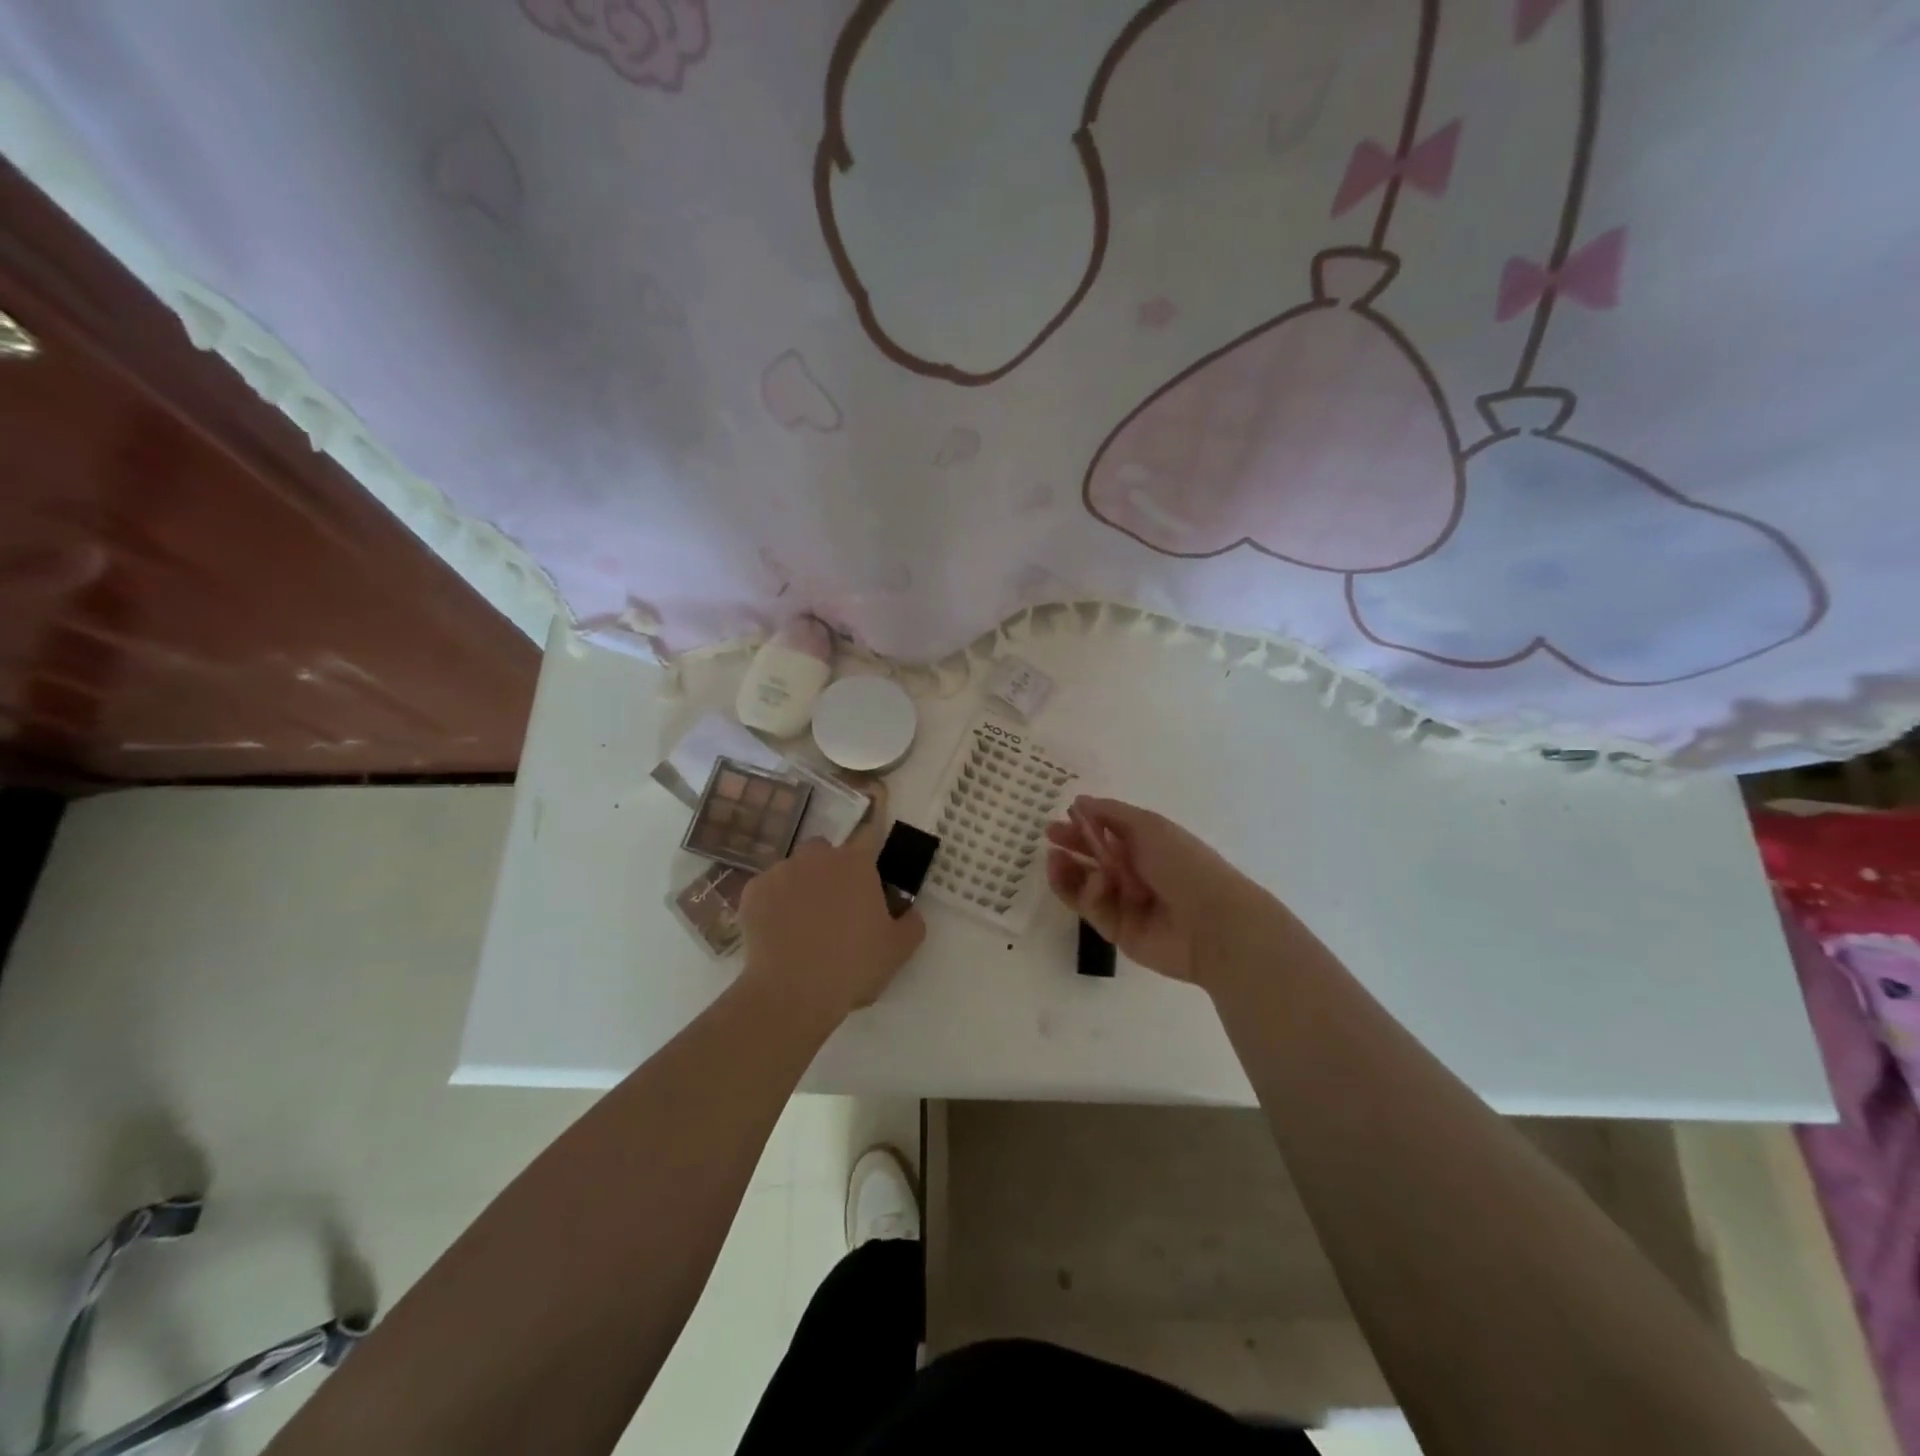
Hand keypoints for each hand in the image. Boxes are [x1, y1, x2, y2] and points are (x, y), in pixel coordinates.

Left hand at [738, 789, 925, 1023]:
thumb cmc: (853, 966)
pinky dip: (772, 904)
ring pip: (794, 870)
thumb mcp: (899, 949)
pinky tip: (777, 933)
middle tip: (836, 907)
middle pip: (826, 852)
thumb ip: (911, 921)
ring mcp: (780, 871)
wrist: (792, 992)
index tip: (870, 847)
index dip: (872, 834)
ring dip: (800, 886)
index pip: (869, 832)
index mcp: (857, 863)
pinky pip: (767, 890)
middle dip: (831, 871)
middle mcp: (817, 856)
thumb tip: (908, 909)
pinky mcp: (752, 892)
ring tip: (801, 924)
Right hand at [1045, 796, 1276, 989]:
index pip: (1106, 832)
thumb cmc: (1184, 864)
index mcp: (1146, 845)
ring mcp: (1124, 902)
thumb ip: (1111, 814)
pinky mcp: (1116, 929)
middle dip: (1071, 846)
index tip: (1061, 818)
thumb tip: (1080, 802)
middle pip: (1092, 857)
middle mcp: (1134, 872)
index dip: (1083, 824)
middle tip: (1050, 838)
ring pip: (1085, 884)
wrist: (1211, 923)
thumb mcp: (1149, 827)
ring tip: (1054, 859)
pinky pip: (1092, 908)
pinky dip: (1089, 893)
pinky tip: (1094, 882)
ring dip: (1068, 870)